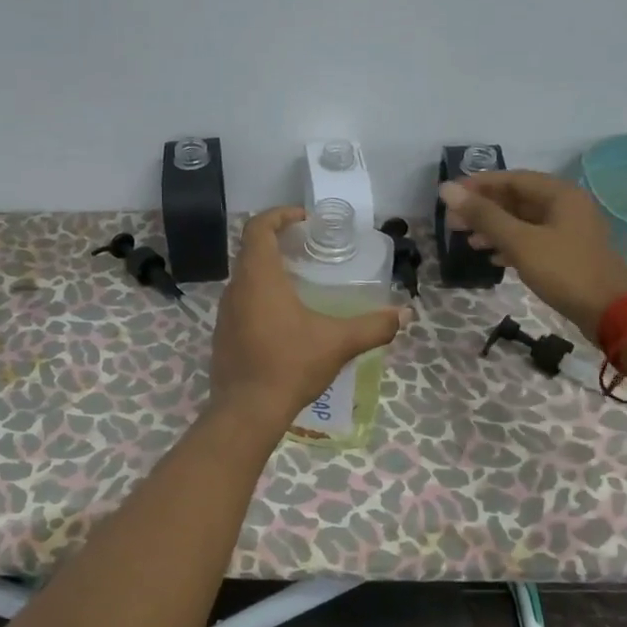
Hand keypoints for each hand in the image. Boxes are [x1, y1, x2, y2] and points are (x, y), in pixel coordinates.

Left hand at [209, 207, 403, 430]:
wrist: (247, 411)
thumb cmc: (290, 365)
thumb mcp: (338, 343)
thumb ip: (373, 326)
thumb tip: (404, 315)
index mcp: (259, 277)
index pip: (258, 227)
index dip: (279, 214)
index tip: (304, 219)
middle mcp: (236, 288)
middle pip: (250, 250)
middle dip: (277, 241)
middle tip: (307, 248)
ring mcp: (225, 313)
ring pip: (244, 277)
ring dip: (268, 270)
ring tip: (299, 281)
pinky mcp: (223, 335)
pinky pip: (241, 302)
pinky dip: (260, 296)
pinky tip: (284, 318)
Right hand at [438, 170, 626, 333]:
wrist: (610, 313)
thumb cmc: (564, 271)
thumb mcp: (519, 242)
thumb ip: (483, 215)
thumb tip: (447, 189)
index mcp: (560, 194)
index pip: (512, 178)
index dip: (479, 184)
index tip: (450, 195)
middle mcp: (566, 206)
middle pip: (517, 199)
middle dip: (484, 209)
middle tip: (453, 222)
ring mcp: (569, 231)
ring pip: (524, 221)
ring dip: (495, 228)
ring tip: (468, 241)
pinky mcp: (568, 253)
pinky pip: (533, 239)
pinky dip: (511, 244)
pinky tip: (493, 257)